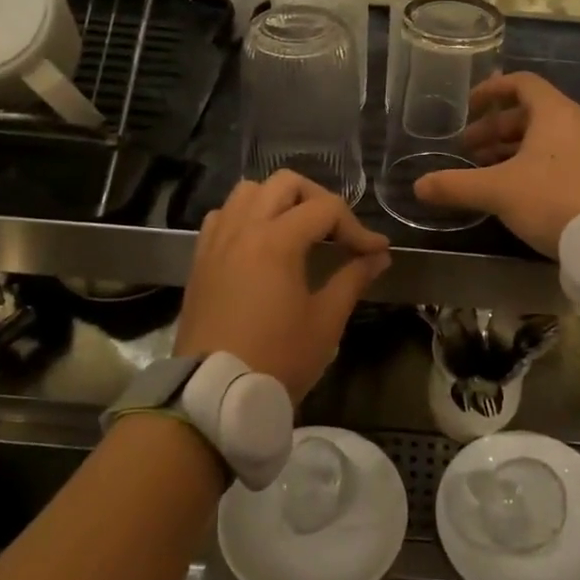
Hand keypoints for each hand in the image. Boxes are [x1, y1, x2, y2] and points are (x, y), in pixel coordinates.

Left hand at [175, 171, 391, 401]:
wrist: (214, 395)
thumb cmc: (277, 358)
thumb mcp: (325, 321)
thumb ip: (353, 279)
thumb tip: (378, 256)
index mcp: (276, 240)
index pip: (326, 209)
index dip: (357, 228)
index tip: (376, 252)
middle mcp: (244, 228)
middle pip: (285, 183)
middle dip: (319, 199)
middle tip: (337, 231)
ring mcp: (217, 241)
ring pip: (248, 191)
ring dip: (279, 201)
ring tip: (298, 230)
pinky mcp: (201, 259)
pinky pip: (223, 216)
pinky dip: (246, 216)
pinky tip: (260, 242)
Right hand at [414, 71, 579, 256]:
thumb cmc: (552, 199)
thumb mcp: (498, 191)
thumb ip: (456, 185)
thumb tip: (418, 185)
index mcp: (554, 113)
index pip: (521, 84)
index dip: (491, 91)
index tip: (468, 107)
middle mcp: (573, 124)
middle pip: (528, 113)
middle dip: (494, 128)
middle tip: (467, 148)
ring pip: (540, 139)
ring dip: (508, 149)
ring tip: (482, 169)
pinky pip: (554, 158)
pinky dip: (528, 164)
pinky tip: (510, 190)